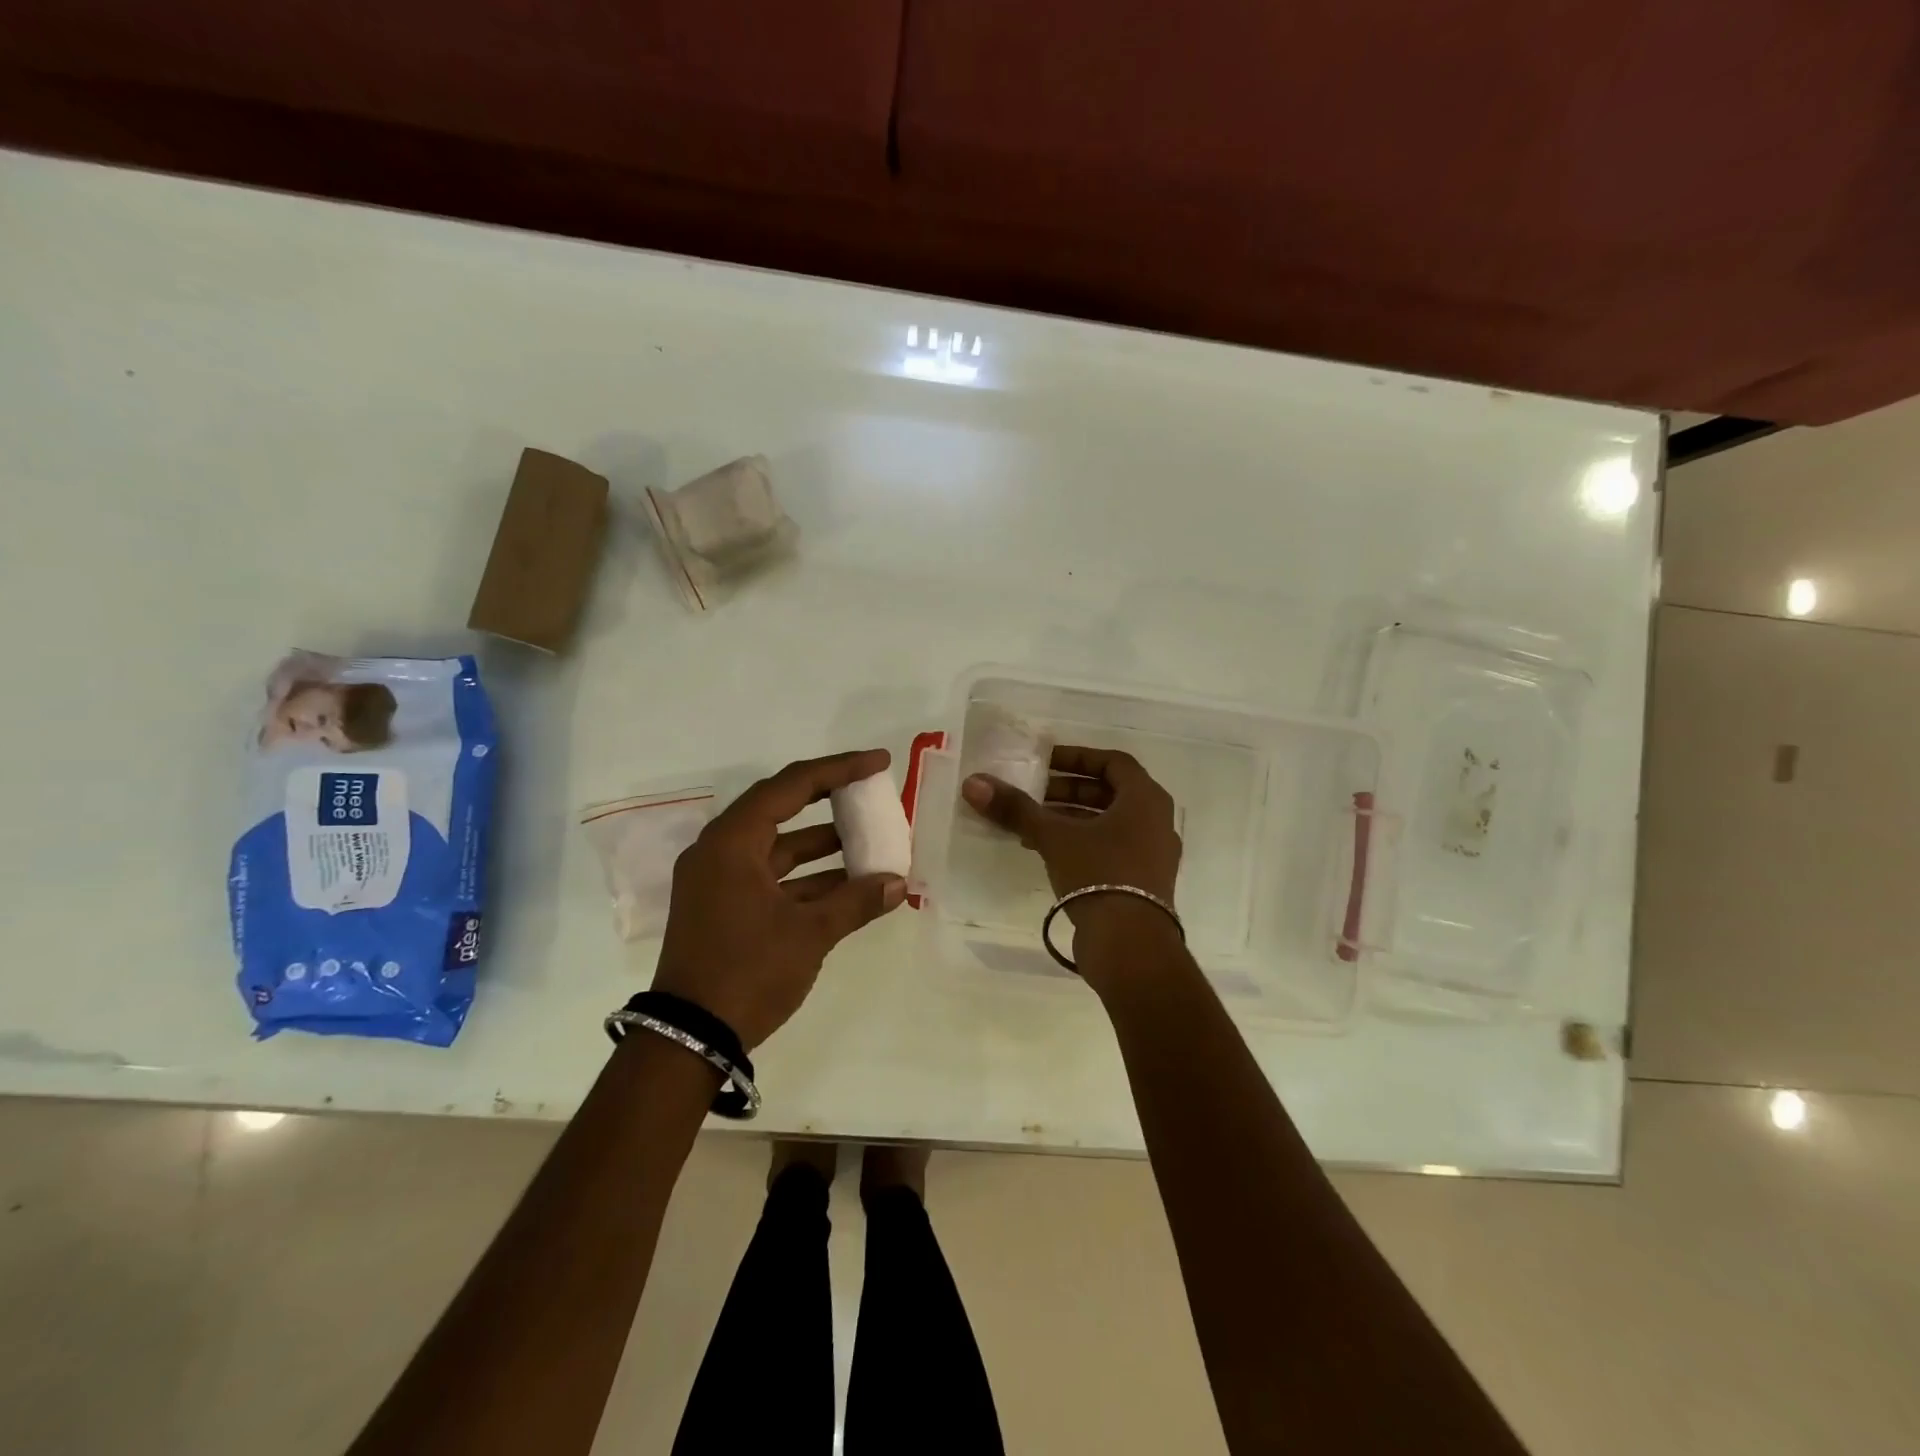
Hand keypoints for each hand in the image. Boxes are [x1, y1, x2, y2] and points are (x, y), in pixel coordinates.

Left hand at [654, 749, 907, 1049]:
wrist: (689, 1039)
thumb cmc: (748, 973)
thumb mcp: (809, 934)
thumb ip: (856, 902)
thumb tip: (899, 884)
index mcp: (732, 842)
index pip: (791, 785)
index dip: (838, 769)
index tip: (877, 763)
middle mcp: (719, 851)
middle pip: (781, 808)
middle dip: (829, 800)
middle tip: (869, 791)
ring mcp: (718, 881)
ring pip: (777, 846)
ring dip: (821, 844)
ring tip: (869, 840)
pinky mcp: (723, 907)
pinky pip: (771, 876)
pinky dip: (807, 877)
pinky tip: (847, 884)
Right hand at [961, 745, 1181, 916]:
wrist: (1130, 944)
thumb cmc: (1099, 874)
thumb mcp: (1054, 837)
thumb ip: (1016, 808)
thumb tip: (974, 782)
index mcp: (1146, 799)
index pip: (1113, 761)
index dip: (1077, 757)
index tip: (1045, 762)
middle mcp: (1157, 821)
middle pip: (1110, 792)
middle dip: (1069, 790)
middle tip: (1034, 794)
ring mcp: (1153, 854)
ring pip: (1109, 822)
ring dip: (1072, 818)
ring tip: (1033, 825)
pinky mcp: (1143, 882)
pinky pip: (1112, 848)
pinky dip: (1082, 842)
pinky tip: (1049, 853)